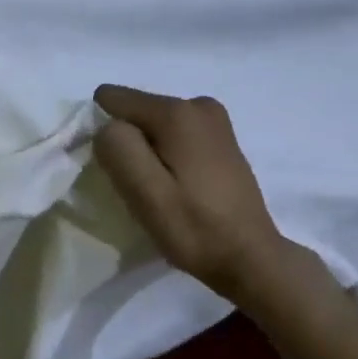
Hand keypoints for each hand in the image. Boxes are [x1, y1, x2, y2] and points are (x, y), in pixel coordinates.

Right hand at [93, 84, 288, 299]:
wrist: (252, 259)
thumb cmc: (195, 228)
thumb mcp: (144, 192)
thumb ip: (117, 147)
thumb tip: (108, 126)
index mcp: (176, 112)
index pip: (112, 99)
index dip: (105, 134)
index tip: (118, 170)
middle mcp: (197, 104)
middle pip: (136, 112)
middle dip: (129, 144)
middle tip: (142, 186)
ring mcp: (214, 120)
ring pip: (154, 125)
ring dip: (148, 152)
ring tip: (162, 189)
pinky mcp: (222, 138)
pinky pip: (175, 134)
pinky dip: (167, 155)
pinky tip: (180, 185)